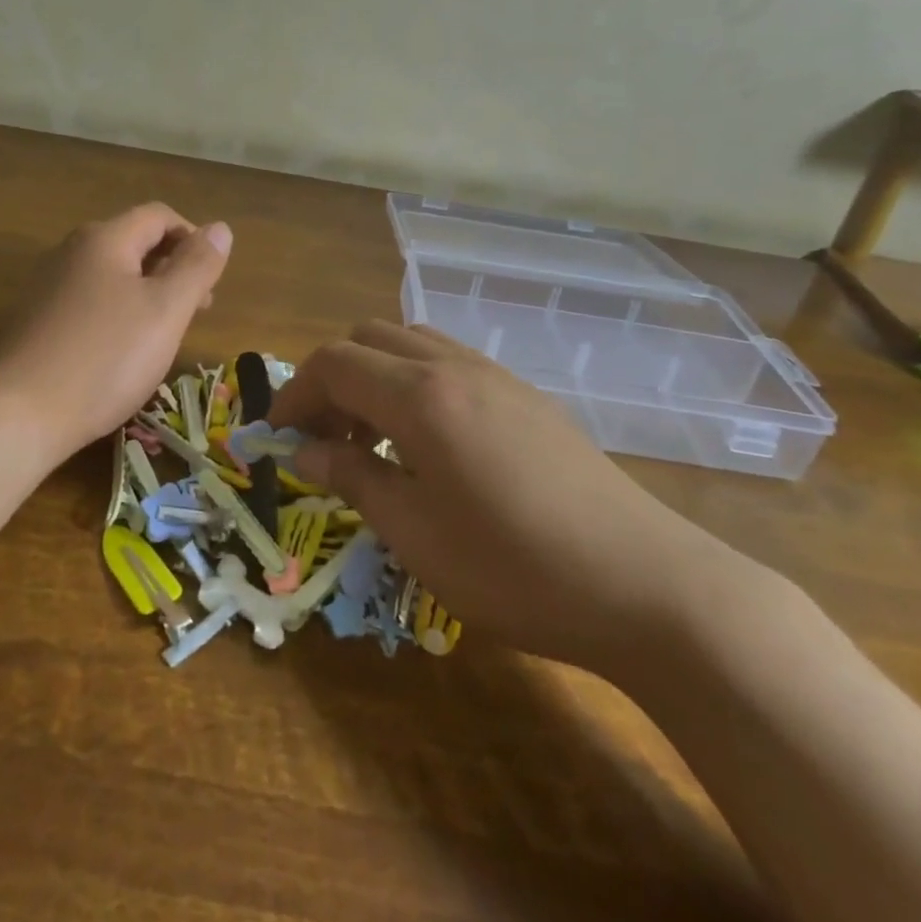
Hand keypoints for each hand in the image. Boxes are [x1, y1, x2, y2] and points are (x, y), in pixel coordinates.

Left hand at [0, 204, 231, 462]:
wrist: (18, 414)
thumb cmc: (105, 358)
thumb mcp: (166, 311)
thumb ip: (197, 266)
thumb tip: (220, 228)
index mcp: (105, 239)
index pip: (160, 216)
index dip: (193, 239)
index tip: (211, 282)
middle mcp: (73, 251)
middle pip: (135, 242)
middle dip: (173, 268)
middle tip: (197, 311)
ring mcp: (50, 285)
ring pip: (114, 274)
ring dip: (149, 292)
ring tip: (165, 334)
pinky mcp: (39, 319)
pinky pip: (91, 300)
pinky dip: (120, 312)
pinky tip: (124, 351)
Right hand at [270, 321, 725, 673]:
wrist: (643, 584)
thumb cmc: (514, 567)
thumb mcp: (415, 534)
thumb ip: (353, 478)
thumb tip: (305, 451)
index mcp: (420, 395)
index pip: (333, 363)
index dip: (294, 393)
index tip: (276, 436)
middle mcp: (454, 366)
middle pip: (368, 338)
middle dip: (332, 378)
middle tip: (325, 438)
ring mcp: (496, 375)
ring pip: (411, 343)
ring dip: (375, 376)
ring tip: (375, 440)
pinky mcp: (526, 395)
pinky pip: (449, 362)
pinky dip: (415, 383)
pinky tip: (429, 443)